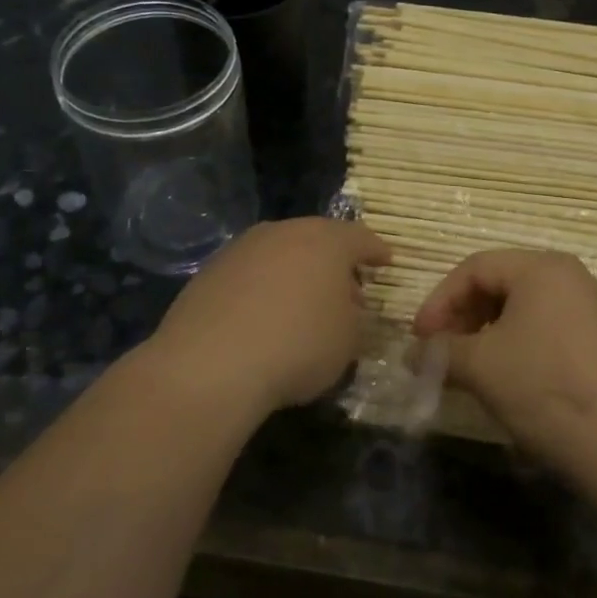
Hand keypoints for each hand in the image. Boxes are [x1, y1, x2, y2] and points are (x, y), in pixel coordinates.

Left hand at [151, 218, 390, 414]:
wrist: (210, 365)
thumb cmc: (298, 345)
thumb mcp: (348, 340)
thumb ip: (355, 317)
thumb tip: (346, 307)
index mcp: (326, 240)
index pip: (361, 238)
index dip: (376, 251)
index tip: (387, 262)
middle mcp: (284, 232)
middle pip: (317, 240)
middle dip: (334, 262)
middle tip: (346, 288)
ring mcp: (242, 249)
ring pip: (280, 253)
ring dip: (295, 273)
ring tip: (302, 305)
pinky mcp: (209, 272)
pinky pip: (250, 274)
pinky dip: (263, 289)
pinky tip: (263, 318)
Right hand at [411, 249, 596, 478]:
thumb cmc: (542, 386)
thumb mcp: (480, 365)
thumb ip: (439, 351)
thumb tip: (413, 354)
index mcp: (541, 267)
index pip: (475, 268)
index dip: (440, 300)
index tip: (419, 337)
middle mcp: (569, 276)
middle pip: (500, 282)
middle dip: (463, 315)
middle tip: (441, 351)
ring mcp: (590, 307)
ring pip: (523, 306)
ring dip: (486, 331)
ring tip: (468, 366)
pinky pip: (546, 326)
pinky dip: (516, 342)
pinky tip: (506, 375)